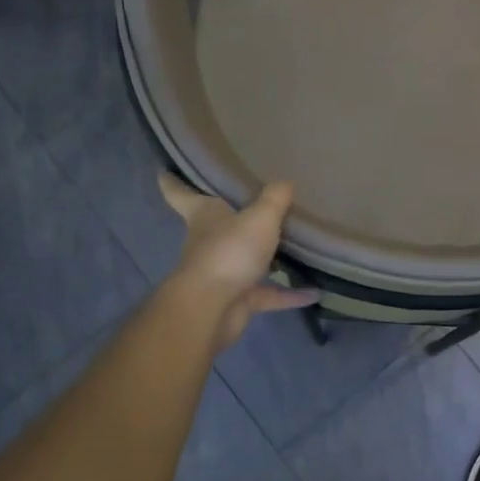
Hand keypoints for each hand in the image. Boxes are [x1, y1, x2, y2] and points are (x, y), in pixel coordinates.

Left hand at [158, 174, 318, 349]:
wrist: (212, 309)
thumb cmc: (229, 251)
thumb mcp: (260, 217)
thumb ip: (275, 199)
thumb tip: (285, 181)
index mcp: (204, 215)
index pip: (180, 194)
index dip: (173, 182)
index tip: (165, 171)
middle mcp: (209, 242)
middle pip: (216, 226)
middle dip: (230, 217)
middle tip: (254, 201)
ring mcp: (223, 273)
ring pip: (245, 260)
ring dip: (265, 257)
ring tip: (293, 245)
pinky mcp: (238, 300)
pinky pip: (268, 293)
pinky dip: (289, 294)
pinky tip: (314, 292)